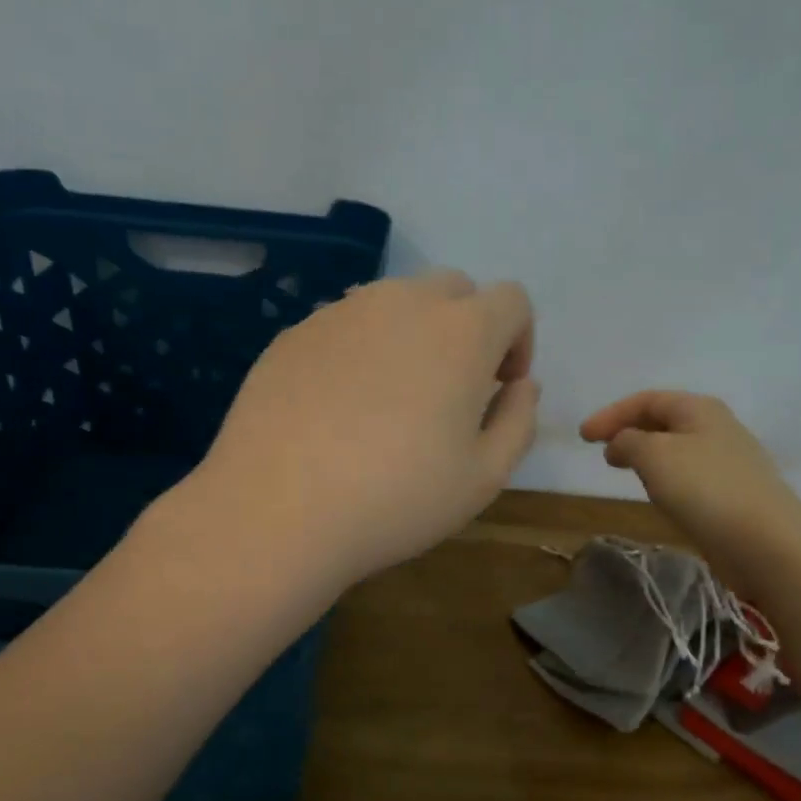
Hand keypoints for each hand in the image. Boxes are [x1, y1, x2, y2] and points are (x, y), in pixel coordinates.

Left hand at [198, 271, 538, 589]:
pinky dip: (359, 350)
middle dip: (467, 329)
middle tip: (450, 390)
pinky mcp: (294, 334)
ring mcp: (340, 312)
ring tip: (391, 398)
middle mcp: (402, 303)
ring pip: (394, 302)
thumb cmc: (396, 499)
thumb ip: (518, 421)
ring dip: (411, 334)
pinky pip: (344, 325)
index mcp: (461, 331)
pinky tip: (339, 408)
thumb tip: (522, 386)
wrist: (278, 510)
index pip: (512, 300)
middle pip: (453, 290)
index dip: (518, 341)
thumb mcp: (483, 477)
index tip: (500, 387)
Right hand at [580, 390, 800, 594]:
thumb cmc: (704, 488)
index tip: (582, 437)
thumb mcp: (654, 455)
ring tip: (623, 469)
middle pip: (663, 420)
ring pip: (676, 448)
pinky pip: (688, 473)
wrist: (764, 540)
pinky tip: (657, 493)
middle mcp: (716, 427)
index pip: (646, 400)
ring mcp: (728, 461)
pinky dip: (663, 475)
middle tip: (601, 451)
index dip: (611, 414)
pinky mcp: (731, 493)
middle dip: (628, 431)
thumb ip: (628, 441)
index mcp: (699, 409)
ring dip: (645, 454)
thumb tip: (622, 443)